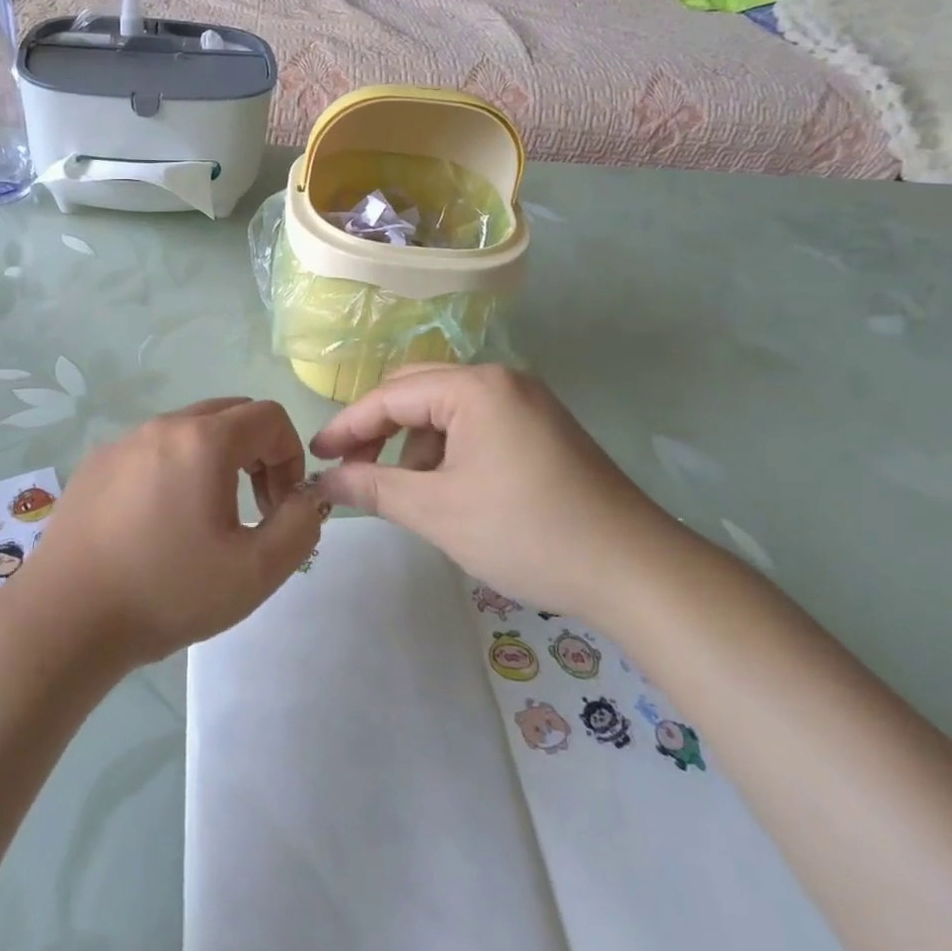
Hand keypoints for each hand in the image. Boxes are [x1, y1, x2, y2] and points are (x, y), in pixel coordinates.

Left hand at [13, 398, 324, 667]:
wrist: (66, 619)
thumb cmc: (166, 591)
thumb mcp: (255, 572)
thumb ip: (300, 526)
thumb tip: (307, 498)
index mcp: (204, 440)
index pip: (270, 417)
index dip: (290, 456)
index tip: (278, 507)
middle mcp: (163, 425)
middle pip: (231, 414)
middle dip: (257, 453)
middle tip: (252, 508)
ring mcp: (124, 440)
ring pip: (189, 430)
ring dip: (216, 460)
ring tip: (206, 518)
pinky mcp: (96, 463)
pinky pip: (152, 449)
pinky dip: (174, 469)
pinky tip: (157, 524)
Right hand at [310, 365, 682, 625]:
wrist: (636, 571)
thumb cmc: (527, 533)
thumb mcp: (438, 512)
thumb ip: (375, 488)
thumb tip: (325, 481)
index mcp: (474, 387)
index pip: (390, 396)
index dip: (347, 426)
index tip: (315, 456)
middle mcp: (500, 379)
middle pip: (417, 390)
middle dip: (379, 429)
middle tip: (350, 468)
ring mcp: (526, 401)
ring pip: (446, 408)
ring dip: (415, 442)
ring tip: (405, 490)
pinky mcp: (542, 426)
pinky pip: (476, 423)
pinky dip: (449, 449)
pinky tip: (448, 489)